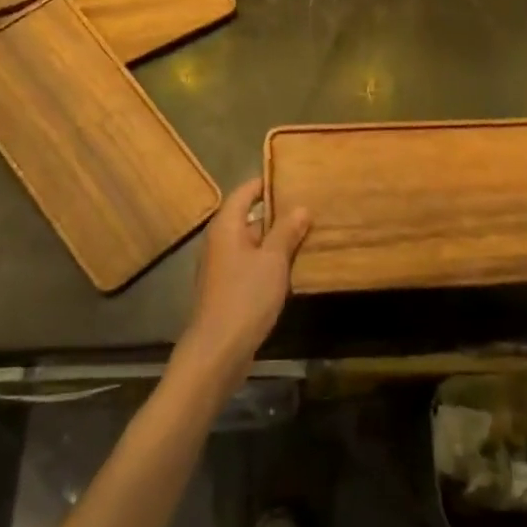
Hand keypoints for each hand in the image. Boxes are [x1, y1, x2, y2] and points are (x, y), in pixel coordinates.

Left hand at [179, 177, 311, 385]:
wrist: (218, 350)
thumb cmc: (245, 297)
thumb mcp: (273, 260)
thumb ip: (286, 231)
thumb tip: (301, 207)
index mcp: (226, 226)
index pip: (245, 192)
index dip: (266, 182)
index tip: (292, 177)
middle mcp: (220, 240)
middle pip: (248, 216)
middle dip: (277, 211)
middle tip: (308, 205)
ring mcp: (222, 266)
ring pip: (252, 242)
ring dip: (275, 238)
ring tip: (307, 232)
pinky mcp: (227, 287)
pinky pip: (251, 262)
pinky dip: (269, 259)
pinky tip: (292, 265)